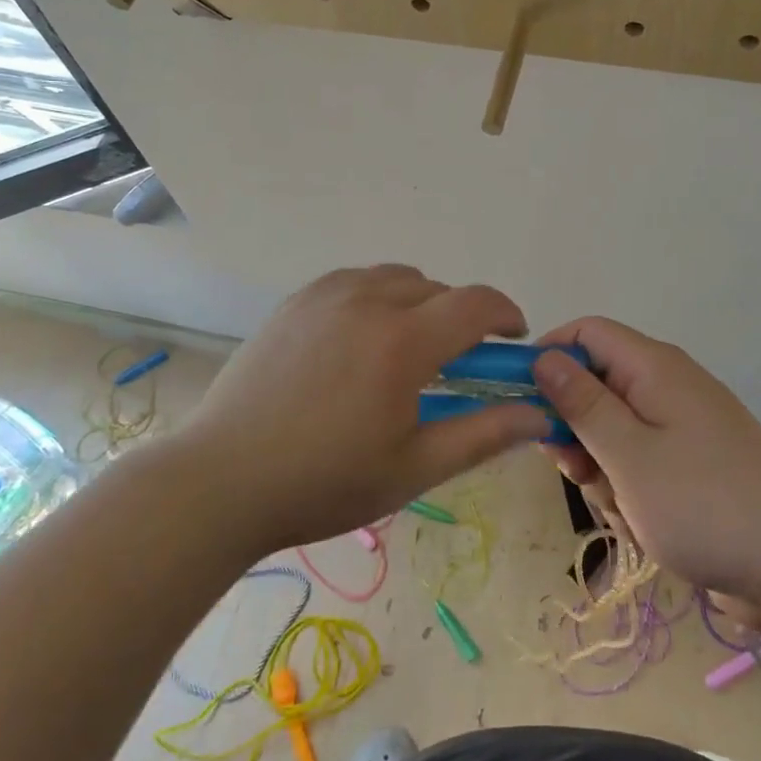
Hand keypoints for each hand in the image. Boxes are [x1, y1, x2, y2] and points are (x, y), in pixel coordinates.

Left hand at [179, 265, 549, 554]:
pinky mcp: (296, 302)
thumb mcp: (414, 467)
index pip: (476, 303)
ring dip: (418, 303)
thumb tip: (538, 412)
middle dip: (460, 319)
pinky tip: (360, 340)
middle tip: (454, 365)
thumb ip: (483, 434)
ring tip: (405, 350)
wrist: (222, 481)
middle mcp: (368, 301)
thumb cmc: (325, 482)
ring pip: (396, 279)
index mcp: (403, 342)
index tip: (513, 340)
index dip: (505, 315)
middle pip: (438, 289)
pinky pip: (355, 281)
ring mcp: (326, 295)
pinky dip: (376, 297)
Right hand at [531, 318, 760, 597]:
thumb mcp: (628, 455)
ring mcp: (682, 425)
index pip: (586, 333)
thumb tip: (544, 356)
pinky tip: (641, 520)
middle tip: (573, 470)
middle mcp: (668, 385)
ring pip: (613, 427)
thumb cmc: (703, 505)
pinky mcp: (691, 462)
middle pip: (597, 382)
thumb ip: (581, 404)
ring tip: (620, 505)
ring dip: (601, 464)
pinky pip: (639, 458)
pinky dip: (628, 484)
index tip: (520, 402)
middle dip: (574, 425)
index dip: (549, 356)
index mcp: (654, 367)